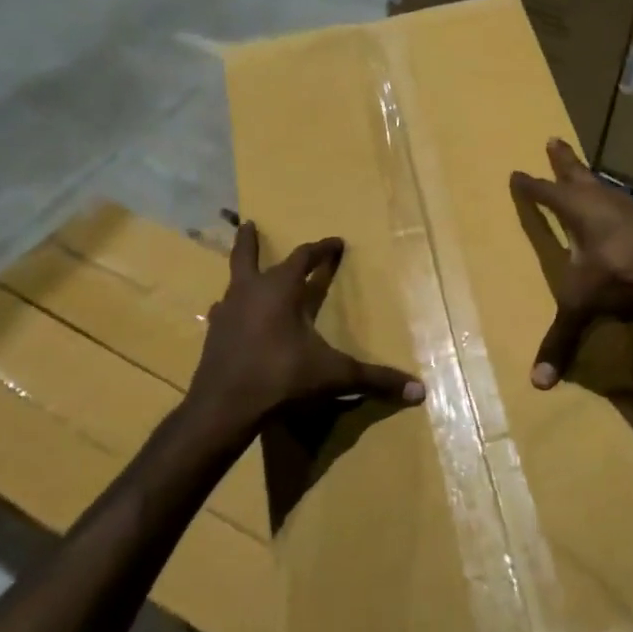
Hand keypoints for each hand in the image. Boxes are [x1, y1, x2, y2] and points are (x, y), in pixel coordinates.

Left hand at [188, 222, 425, 428]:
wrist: (224, 407)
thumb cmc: (281, 378)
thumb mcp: (334, 375)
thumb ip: (375, 379)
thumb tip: (420, 390)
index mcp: (280, 290)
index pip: (304, 257)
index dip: (321, 249)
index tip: (336, 242)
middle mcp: (250, 292)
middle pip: (247, 256)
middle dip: (250, 241)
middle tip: (248, 224)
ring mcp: (226, 313)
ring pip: (233, 282)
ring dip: (241, 274)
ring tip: (246, 274)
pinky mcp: (212, 336)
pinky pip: (222, 312)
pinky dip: (230, 309)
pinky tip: (229, 316)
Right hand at [510, 138, 632, 388]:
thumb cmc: (620, 274)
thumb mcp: (583, 304)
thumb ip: (561, 338)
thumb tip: (537, 384)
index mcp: (576, 210)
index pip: (545, 193)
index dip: (530, 186)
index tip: (517, 173)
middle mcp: (599, 200)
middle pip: (576, 173)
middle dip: (562, 159)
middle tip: (553, 139)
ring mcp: (625, 206)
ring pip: (601, 183)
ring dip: (588, 175)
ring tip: (583, 170)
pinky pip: (619, 200)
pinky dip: (610, 197)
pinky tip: (615, 206)